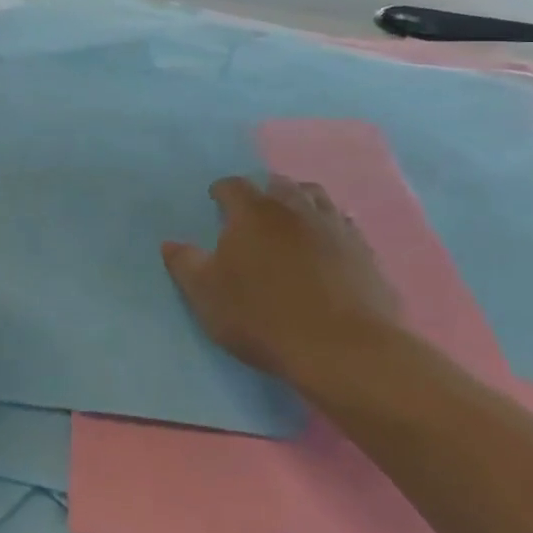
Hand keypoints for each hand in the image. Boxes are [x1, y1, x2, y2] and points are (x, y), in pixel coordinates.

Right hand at [164, 175, 396, 383]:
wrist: (343, 348)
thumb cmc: (263, 317)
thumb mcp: (207, 296)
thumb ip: (185, 264)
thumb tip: (169, 243)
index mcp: (253, 212)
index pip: (233, 185)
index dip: (222, 190)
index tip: (216, 200)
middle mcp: (294, 208)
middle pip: (279, 184)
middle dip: (264, 191)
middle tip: (255, 211)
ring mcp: (334, 226)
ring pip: (315, 197)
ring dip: (300, 201)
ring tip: (292, 220)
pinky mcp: (363, 250)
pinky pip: (343, 224)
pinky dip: (330, 227)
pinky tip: (327, 245)